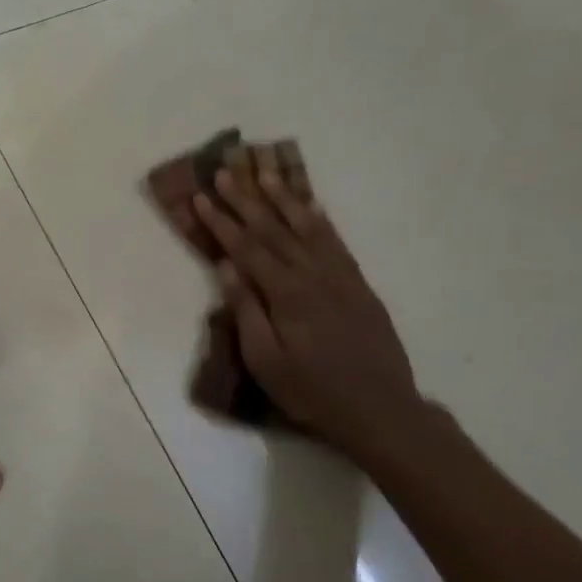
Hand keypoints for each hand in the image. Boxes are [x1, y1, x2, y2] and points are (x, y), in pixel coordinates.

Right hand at [191, 167, 423, 458]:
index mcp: (286, 293)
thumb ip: (246, 310)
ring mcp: (339, 276)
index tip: (201, 197)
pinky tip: (310, 206)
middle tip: (226, 172)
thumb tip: (227, 267)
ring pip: (307, 227)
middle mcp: (313, 274)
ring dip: (284, 198)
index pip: (246, 248)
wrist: (380, 409)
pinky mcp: (358, 283)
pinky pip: (335, 241)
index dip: (221, 221)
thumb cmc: (311, 390)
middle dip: (246, 199)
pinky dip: (319, 219)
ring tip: (265, 172)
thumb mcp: (265, 360)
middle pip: (273, 229)